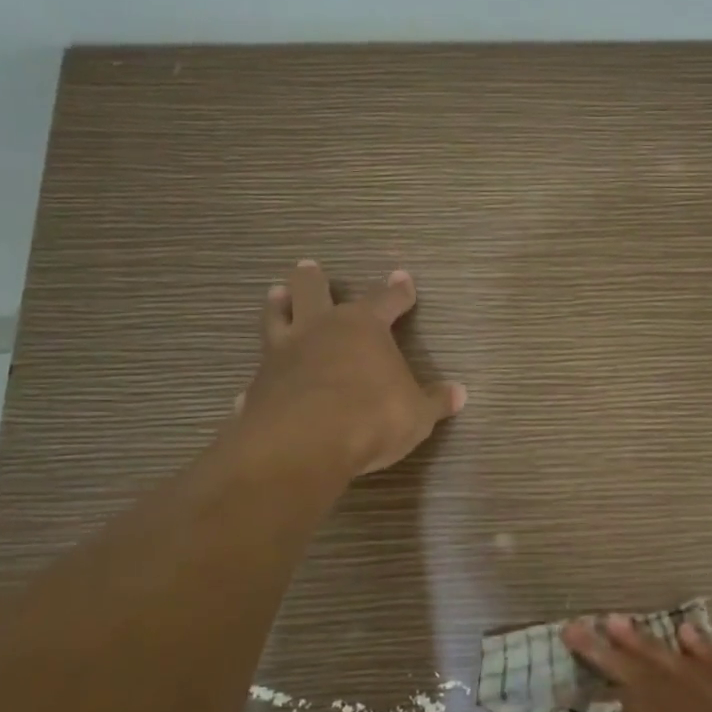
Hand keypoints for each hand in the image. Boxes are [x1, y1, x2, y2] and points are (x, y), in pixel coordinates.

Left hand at [231, 262, 466, 476]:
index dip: (397, 291)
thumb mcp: (416, 414)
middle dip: (314, 279)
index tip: (403, 278)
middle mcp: (320, 330)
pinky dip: (260, 378)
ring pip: (277, 318)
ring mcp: (283, 354)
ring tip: (277, 294)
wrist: (303, 445)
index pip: (385, 300)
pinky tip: (252, 389)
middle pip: (313, 292)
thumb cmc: (371, 417)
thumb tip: (459, 393)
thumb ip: (435, 401)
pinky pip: (259, 374)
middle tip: (310, 267)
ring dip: (279, 306)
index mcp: (363, 327)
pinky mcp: (258, 386)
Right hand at [562, 616, 711, 711]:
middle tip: (583, 624)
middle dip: (619, 651)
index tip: (577, 653)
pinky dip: (710, 654)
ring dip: (656, 645)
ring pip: (698, 671)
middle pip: (664, 679)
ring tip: (621, 622)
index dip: (606, 679)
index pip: (642, 707)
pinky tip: (689, 636)